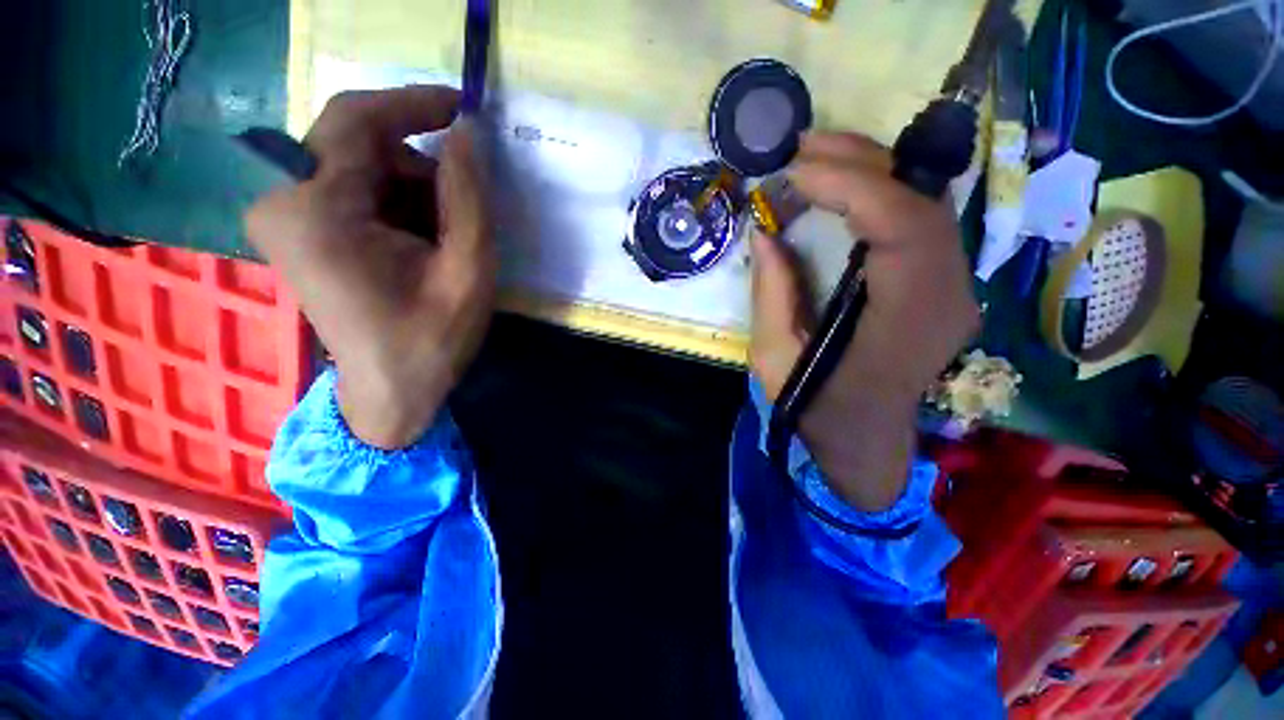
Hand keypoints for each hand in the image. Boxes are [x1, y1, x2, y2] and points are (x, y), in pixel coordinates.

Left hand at [247, 87, 494, 448]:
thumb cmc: (431, 340)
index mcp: (316, 209)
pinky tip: (423, 244)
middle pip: (357, 144)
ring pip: (360, 167)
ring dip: (413, 191)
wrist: (390, 393)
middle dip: (420, 166)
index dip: (413, 103)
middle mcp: (282, 200)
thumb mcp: (467, 272)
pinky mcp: (299, 230)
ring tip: (446, 241)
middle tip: (463, 208)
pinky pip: (353, 190)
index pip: (356, 119)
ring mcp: (284, 215)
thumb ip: (468, 199)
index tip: (462, 107)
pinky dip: (397, 205)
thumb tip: (467, 134)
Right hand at [751, 132, 978, 510]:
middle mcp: (946, 298)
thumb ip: (772, 294)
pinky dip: (881, 194)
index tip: (794, 173)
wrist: (865, 440)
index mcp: (904, 324)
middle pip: (922, 203)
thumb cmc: (816, 407)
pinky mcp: (941, 284)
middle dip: (860, 163)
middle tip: (801, 148)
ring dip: (872, 171)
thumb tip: (765, 232)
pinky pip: (919, 222)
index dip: (853, 187)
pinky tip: (843, 188)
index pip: (904, 229)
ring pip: (926, 204)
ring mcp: (953, 288)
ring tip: (817, 157)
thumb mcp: (775, 359)